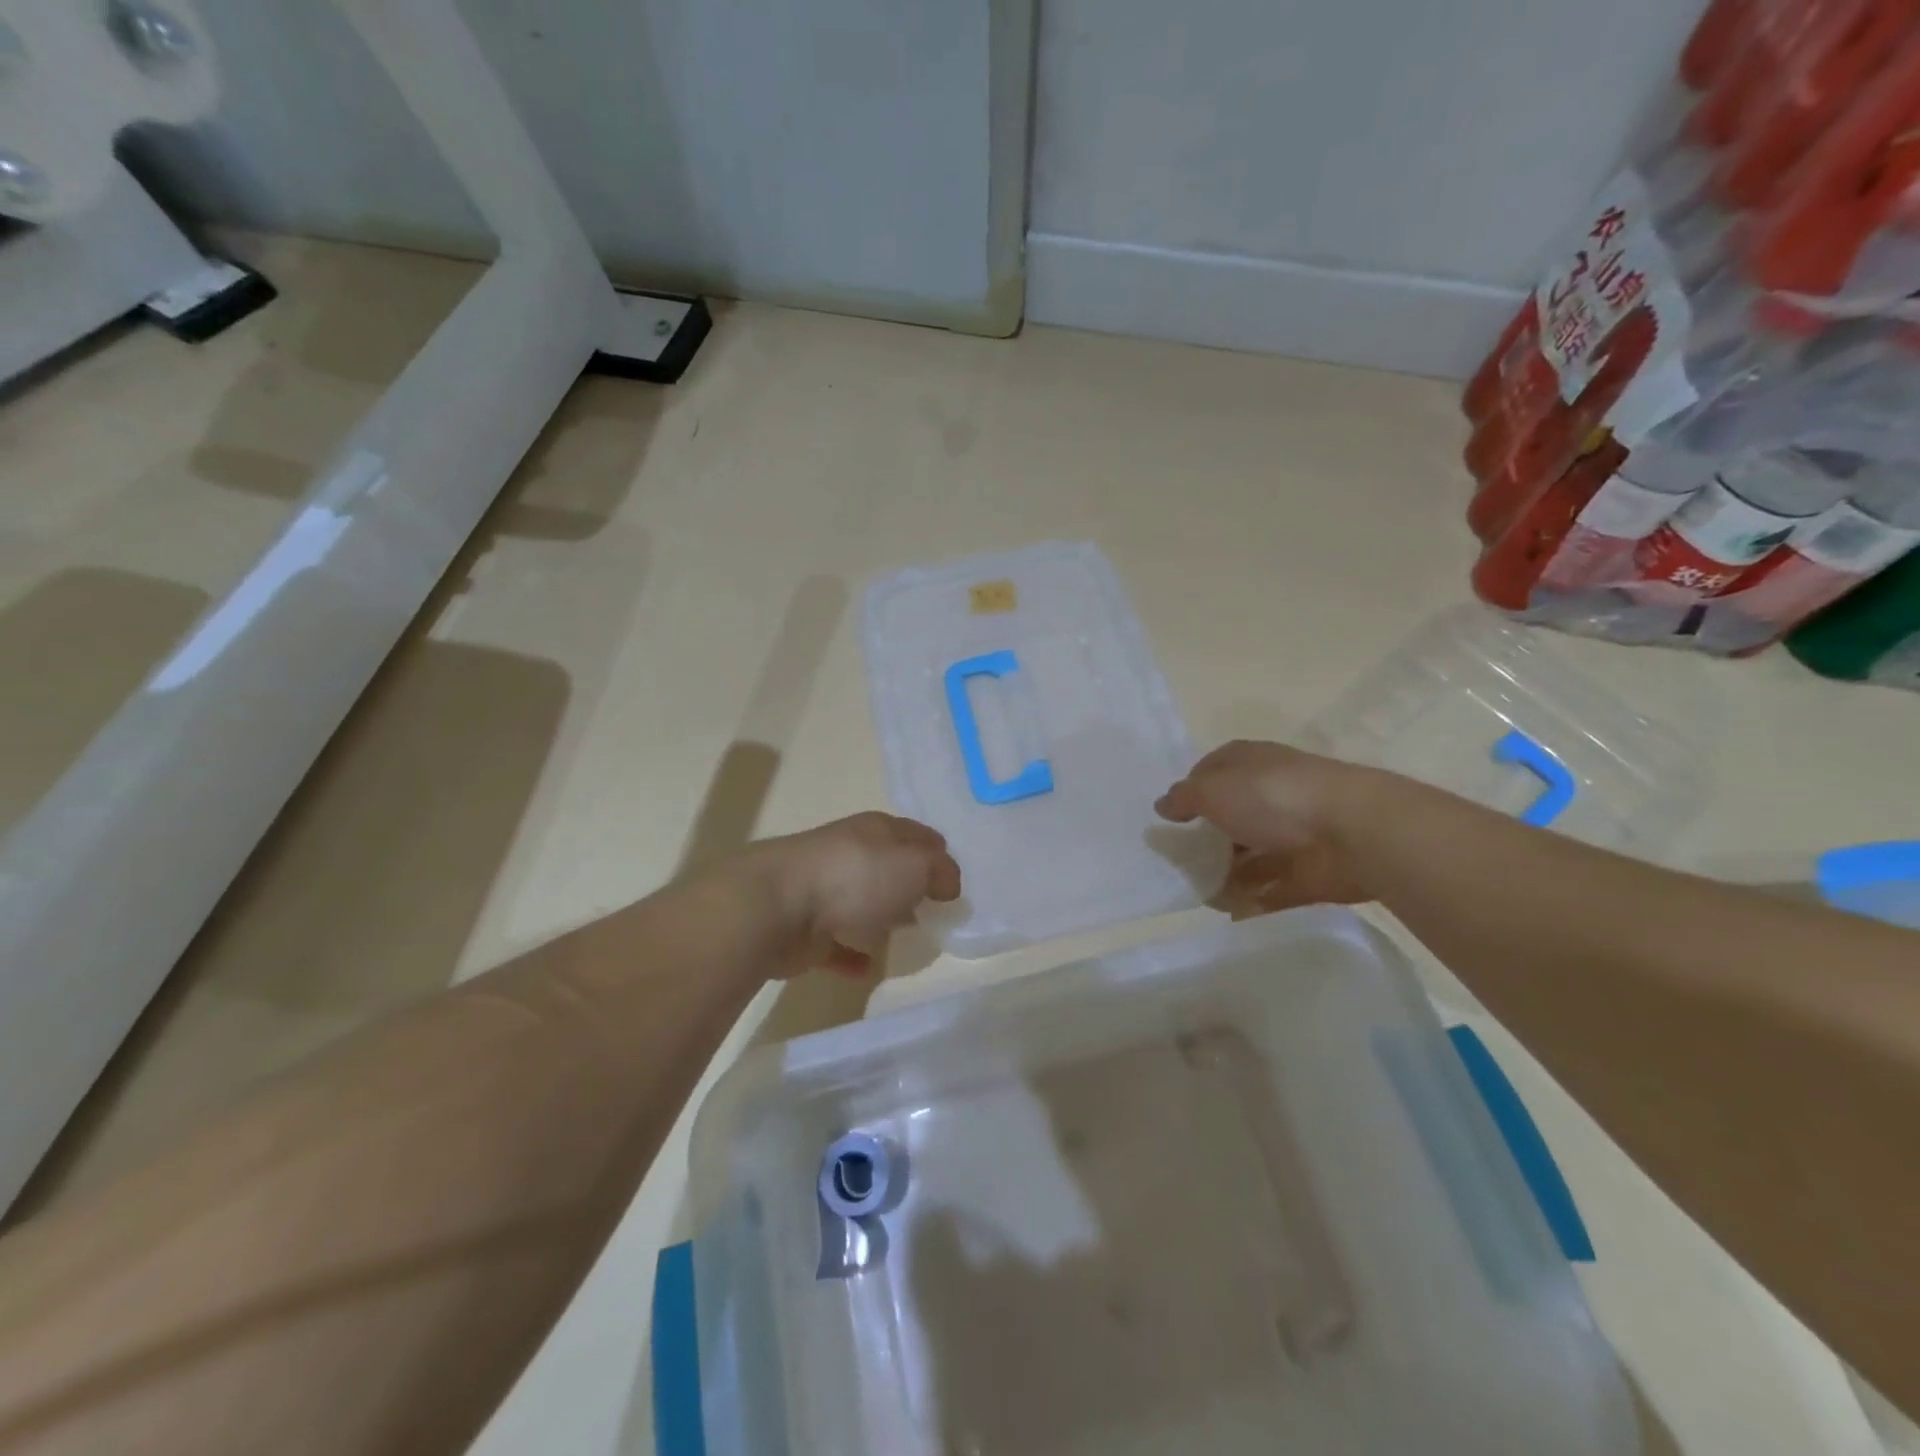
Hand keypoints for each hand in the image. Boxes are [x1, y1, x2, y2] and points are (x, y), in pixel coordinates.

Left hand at [747, 812, 961, 976]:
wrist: (776, 907)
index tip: (953, 875)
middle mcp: (849, 854)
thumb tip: (948, 883)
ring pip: (860, 901)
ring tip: (905, 934)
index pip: (913, 833)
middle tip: (934, 906)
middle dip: (908, 882)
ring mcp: (823, 891)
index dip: (935, 850)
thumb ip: (939, 872)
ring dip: (879, 915)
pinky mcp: (805, 929)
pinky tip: (867, 970)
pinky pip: (836, 944)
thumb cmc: (855, 876)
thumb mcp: (915, 866)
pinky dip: (851, 955)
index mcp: (875, 831)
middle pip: (886, 865)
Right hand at [1155, 741, 1383, 914]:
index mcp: (1251, 764)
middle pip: (1232, 816)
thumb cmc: (1274, 798)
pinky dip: (1258, 902)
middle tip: (1179, 864)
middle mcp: (1273, 793)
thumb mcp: (1213, 790)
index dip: (1190, 791)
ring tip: (1201, 896)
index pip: (1213, 771)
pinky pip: (1278, 890)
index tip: (1171, 819)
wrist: (1355, 833)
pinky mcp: (1313, 872)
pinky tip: (1233, 914)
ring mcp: (1295, 833)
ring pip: (1254, 856)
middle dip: (1208, 839)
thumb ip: (1184, 798)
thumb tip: (1163, 805)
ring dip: (1230, 875)